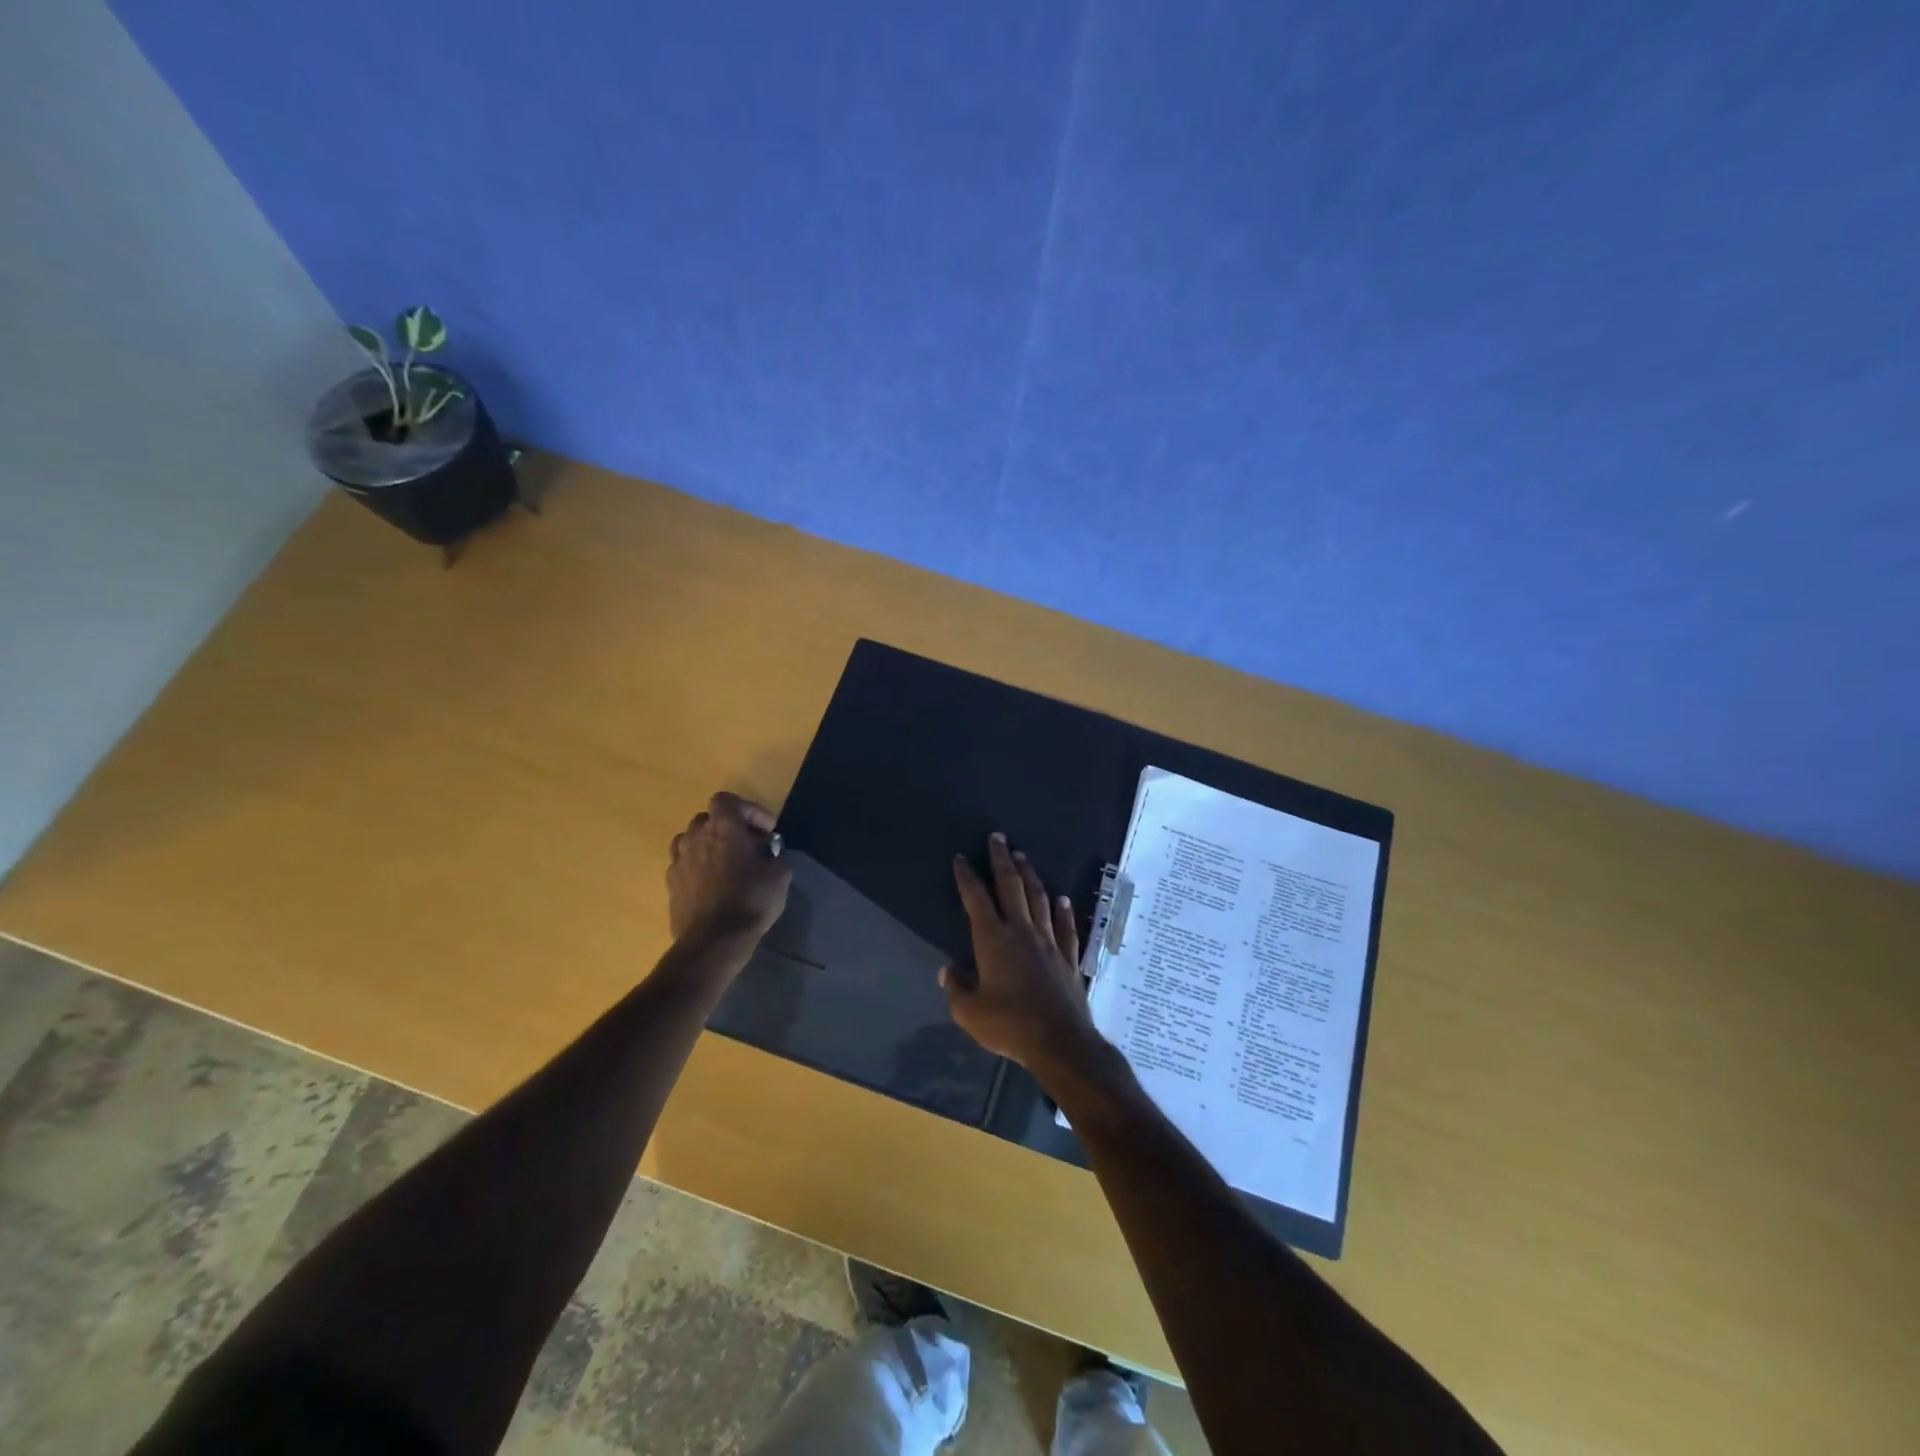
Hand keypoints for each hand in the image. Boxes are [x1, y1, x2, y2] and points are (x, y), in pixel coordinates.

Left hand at [666, 792, 790, 942]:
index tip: (767, 830)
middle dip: (728, 827)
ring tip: (725, 863)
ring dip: (708, 845)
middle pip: (708, 819)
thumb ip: (774, 855)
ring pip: (691, 840)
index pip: (727, 800)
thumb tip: (768, 853)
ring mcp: (679, 861)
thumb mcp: (779, 875)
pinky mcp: (670, 885)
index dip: (749, 810)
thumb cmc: (751, 900)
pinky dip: (697, 867)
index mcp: (724, 828)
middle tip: (748, 845)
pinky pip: (683, 865)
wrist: (713, 941)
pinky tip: (711, 885)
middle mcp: (696, 837)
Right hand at [942, 833, 1103, 1074]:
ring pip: (1038, 899)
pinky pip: (1066, 927)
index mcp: (993, 940)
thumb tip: (948, 971)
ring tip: (1023, 857)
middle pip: (1011, 887)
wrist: (1059, 1041)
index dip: (968, 877)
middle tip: (998, 838)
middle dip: (1002, 860)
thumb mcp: (970, 1013)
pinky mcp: (1069, 956)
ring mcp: (1049, 941)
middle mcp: (1021, 931)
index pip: (976, 899)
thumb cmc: (1009, 1025)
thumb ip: (956, 989)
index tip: (962, 858)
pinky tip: (1062, 899)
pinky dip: (1063, 911)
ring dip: (1029, 876)